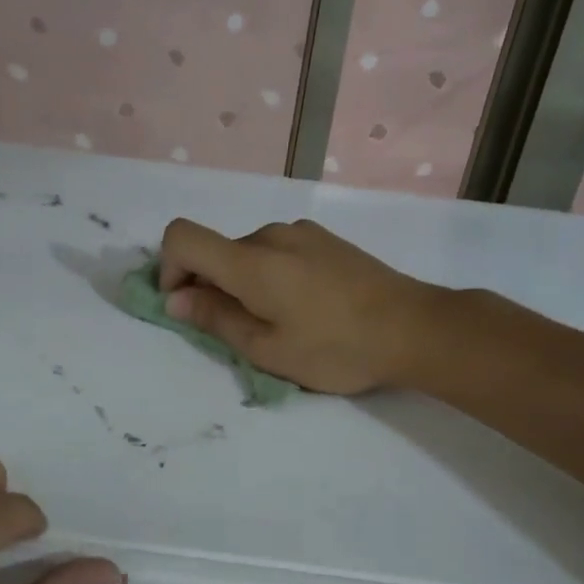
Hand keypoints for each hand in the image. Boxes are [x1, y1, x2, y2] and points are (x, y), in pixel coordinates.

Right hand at [157, 218, 441, 393]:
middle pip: (216, 250)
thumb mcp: (268, 349)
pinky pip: (278, 251)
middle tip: (238, 331)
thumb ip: (216, 319)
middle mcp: (272, 235)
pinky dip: (271, 275)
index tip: (187, 304)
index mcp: (251, 261)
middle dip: (210, 286)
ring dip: (243, 283)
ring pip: (249, 253)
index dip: (168, 268)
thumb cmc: (337, 348)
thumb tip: (176, 298)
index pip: (181, 237)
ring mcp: (303, 233)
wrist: (416, 328)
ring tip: (279, 323)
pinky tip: (305, 307)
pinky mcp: (326, 239)